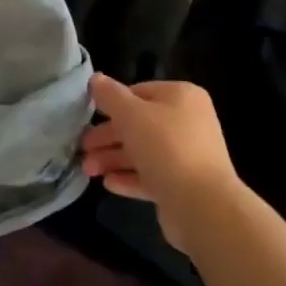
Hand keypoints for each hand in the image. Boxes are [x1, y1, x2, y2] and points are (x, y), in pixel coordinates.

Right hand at [80, 75, 239, 253]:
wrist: (203, 205)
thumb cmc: (166, 147)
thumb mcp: (131, 114)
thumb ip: (111, 96)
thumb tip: (95, 79)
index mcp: (181, 97)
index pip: (140, 92)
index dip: (113, 103)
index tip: (89, 115)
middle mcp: (188, 122)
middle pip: (140, 124)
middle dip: (109, 136)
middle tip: (83, 147)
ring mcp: (187, 155)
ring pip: (143, 152)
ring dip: (113, 158)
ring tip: (87, 170)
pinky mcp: (183, 185)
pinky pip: (151, 176)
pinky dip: (129, 178)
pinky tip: (108, 183)